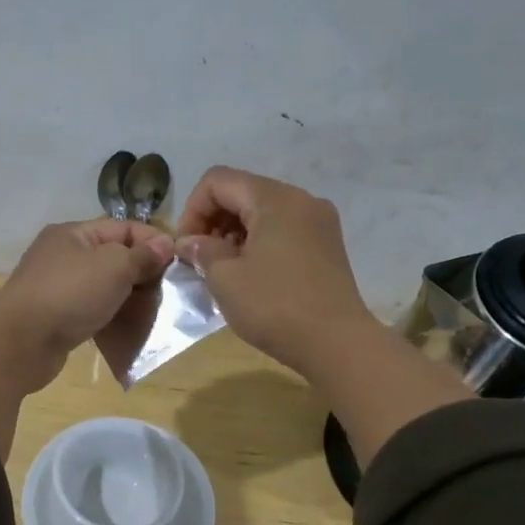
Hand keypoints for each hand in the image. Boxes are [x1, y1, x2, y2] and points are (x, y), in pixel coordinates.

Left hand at [0, 219, 176, 383]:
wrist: (21, 342)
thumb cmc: (70, 294)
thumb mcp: (113, 267)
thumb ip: (141, 256)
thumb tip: (165, 244)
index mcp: (73, 234)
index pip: (123, 228)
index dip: (153, 241)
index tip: (180, 262)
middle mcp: (64, 256)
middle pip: (114, 258)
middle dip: (143, 273)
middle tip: (171, 292)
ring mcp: (58, 288)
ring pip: (105, 287)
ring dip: (129, 299)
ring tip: (155, 313)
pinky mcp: (57, 318)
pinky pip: (93, 312)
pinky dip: (112, 318)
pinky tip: (130, 330)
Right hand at [175, 166, 371, 374]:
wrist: (337, 344)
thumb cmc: (275, 307)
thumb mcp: (225, 279)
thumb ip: (202, 251)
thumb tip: (190, 242)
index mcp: (275, 198)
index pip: (217, 181)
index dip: (192, 210)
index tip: (186, 248)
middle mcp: (301, 199)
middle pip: (242, 192)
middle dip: (213, 221)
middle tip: (200, 260)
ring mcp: (319, 221)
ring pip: (263, 212)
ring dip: (234, 234)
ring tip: (223, 270)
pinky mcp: (327, 245)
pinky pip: (283, 229)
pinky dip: (259, 243)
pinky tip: (251, 275)